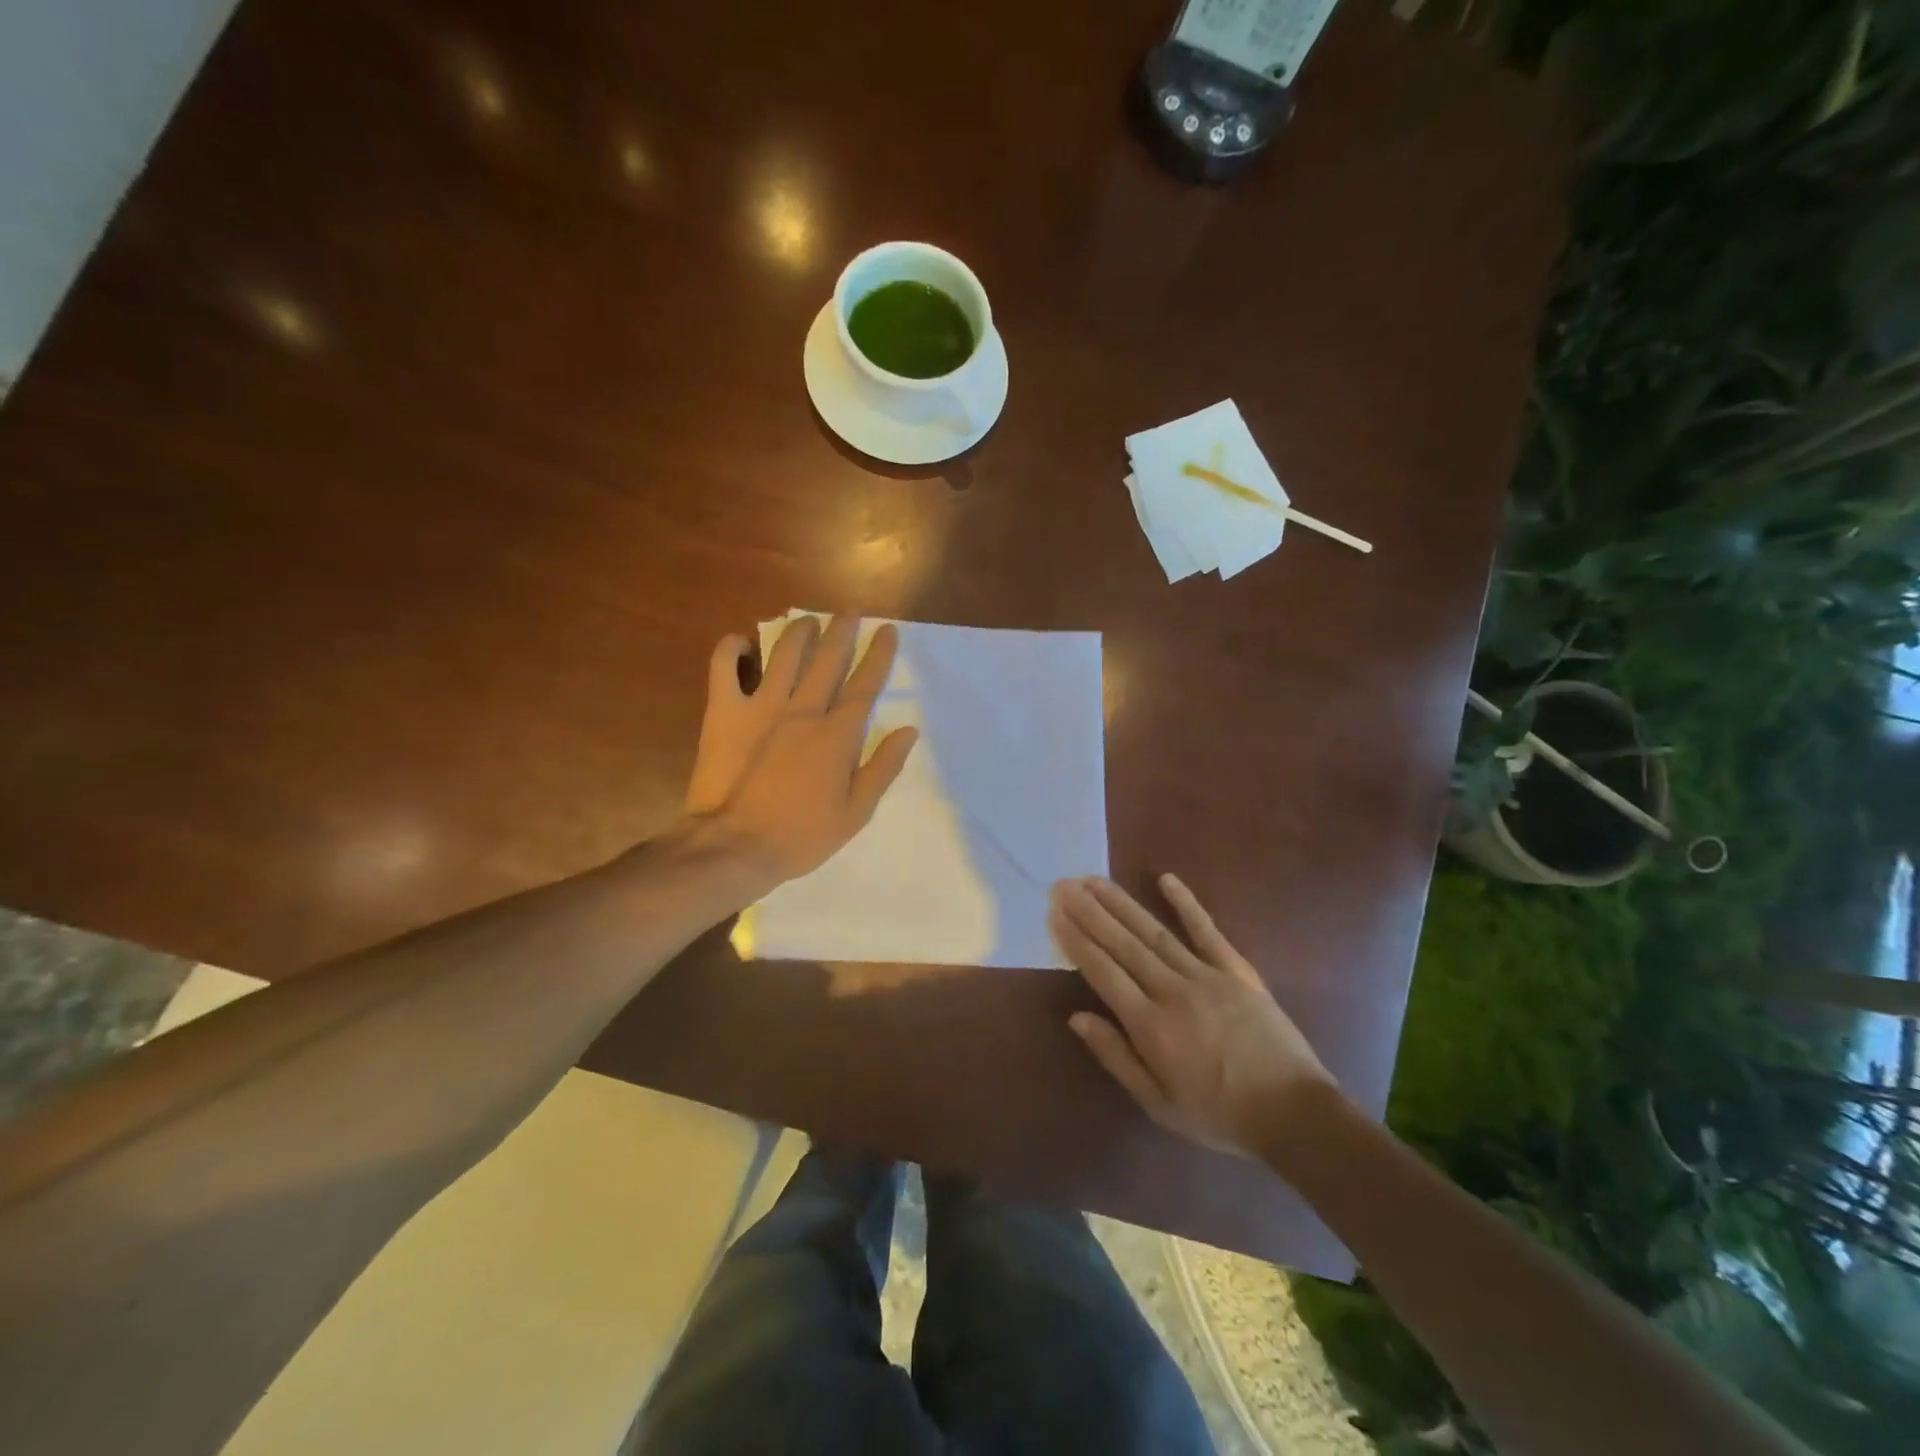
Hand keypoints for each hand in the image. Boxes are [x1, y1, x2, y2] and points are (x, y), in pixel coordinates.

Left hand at [685, 614, 917, 882]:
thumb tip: (907, 731)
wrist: (735, 847)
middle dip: (843, 631)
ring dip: (799, 632)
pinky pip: (724, 669)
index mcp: (837, 735)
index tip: (887, 631)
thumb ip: (883, 768)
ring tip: (809, 620)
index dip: (879, 655)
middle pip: (828, 659)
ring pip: (784, 655)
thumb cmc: (801, 835)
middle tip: (851, 611)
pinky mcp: (724, 713)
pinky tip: (741, 641)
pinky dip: (731, 649)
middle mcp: (803, 710)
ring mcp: (761, 707)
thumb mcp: (856, 812)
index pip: (864, 685)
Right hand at [1049, 875, 1335, 1157]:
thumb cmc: (1219, 1114)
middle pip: (1122, 944)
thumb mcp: (1159, 1103)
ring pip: (1154, 931)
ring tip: (1095, 880)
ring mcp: (1206, 975)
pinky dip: (1186, 903)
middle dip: (1090, 912)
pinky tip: (1166, 879)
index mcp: (1150, 1025)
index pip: (1103, 972)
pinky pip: (1206, 930)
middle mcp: (1172, 990)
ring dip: (1121, 903)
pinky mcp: (1236, 970)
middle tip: (1064, 885)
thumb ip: (1116, 1056)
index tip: (1055, 914)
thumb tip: (1077, 1017)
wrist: (1293, 1113)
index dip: (1076, 941)